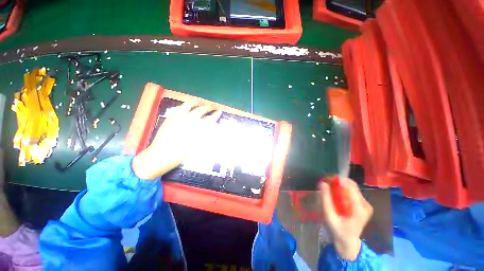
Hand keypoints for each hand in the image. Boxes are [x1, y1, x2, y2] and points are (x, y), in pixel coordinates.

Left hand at [132, 102, 221, 179]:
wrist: (161, 155)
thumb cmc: (181, 154)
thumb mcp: (197, 147)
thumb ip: (205, 136)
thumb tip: (212, 128)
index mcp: (195, 128)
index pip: (209, 119)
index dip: (215, 115)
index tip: (220, 111)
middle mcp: (187, 120)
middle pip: (200, 109)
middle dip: (208, 107)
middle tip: (213, 106)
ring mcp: (177, 117)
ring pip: (188, 105)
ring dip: (196, 103)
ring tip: (200, 103)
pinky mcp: (170, 118)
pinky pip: (178, 108)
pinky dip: (184, 106)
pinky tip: (186, 108)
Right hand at [320, 178, 372, 260]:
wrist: (348, 241)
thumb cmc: (338, 230)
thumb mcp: (329, 216)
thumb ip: (326, 200)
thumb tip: (323, 183)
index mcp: (359, 209)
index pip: (351, 187)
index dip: (339, 180)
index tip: (327, 179)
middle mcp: (365, 205)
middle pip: (352, 186)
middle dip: (338, 182)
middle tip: (327, 183)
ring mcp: (366, 205)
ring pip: (352, 188)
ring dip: (340, 186)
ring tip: (330, 189)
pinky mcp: (364, 205)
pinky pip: (353, 192)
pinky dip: (344, 190)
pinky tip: (337, 195)